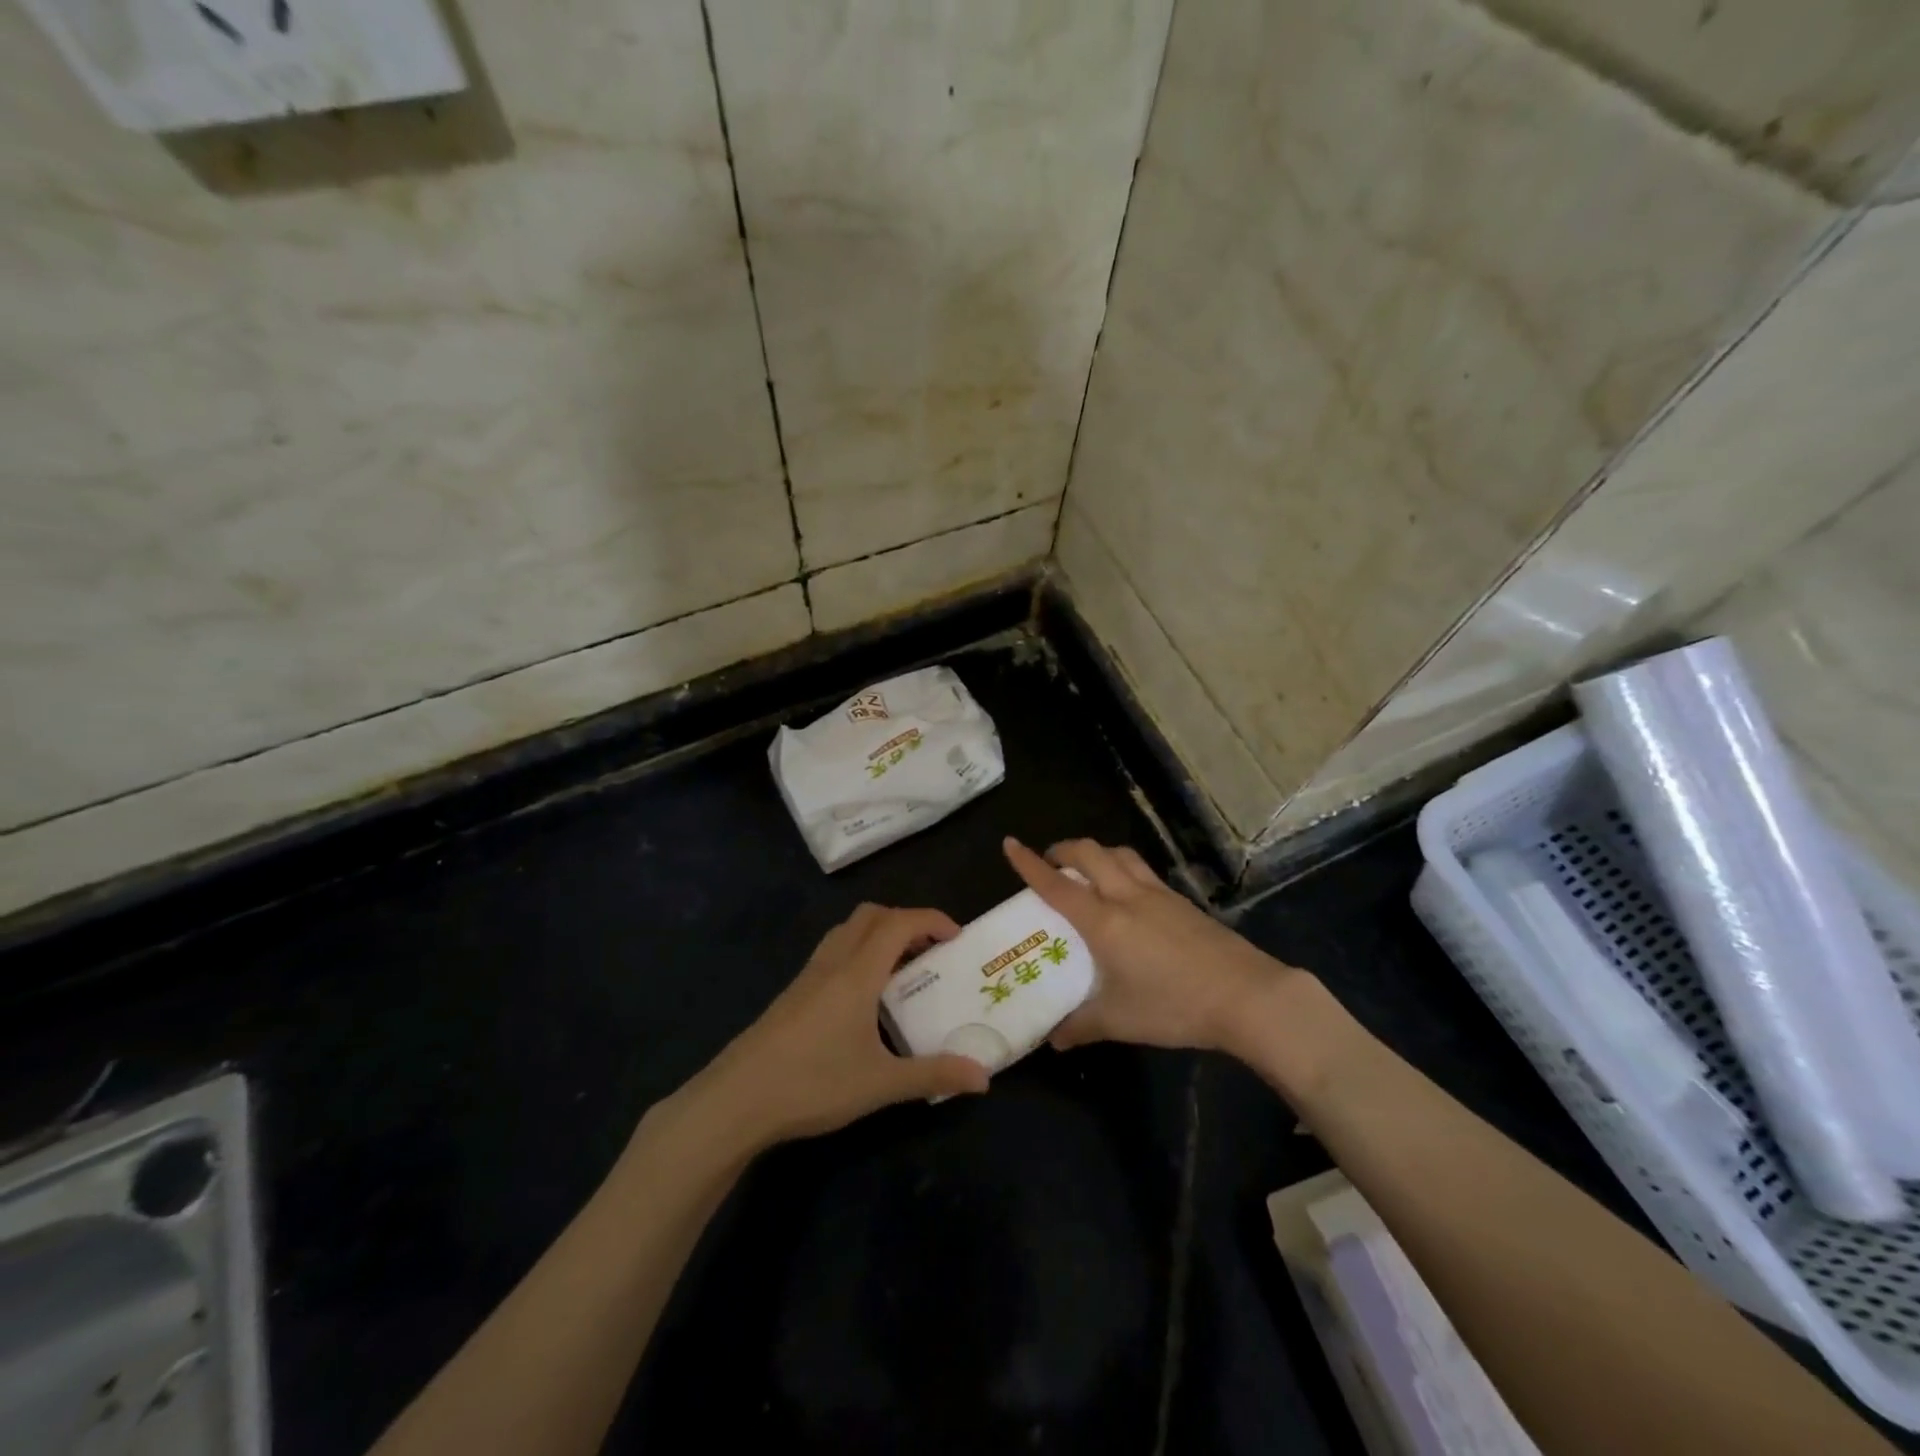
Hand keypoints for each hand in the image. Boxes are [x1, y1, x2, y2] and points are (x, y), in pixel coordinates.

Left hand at [680, 904, 990, 1150]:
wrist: (736, 1100)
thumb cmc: (813, 1084)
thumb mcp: (881, 1084)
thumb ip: (933, 1075)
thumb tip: (984, 1077)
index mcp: (857, 973)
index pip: (899, 923)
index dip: (931, 920)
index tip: (957, 936)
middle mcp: (833, 962)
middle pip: (871, 915)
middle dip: (905, 920)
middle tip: (930, 950)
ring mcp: (808, 976)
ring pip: (847, 931)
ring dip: (878, 933)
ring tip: (901, 968)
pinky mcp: (792, 994)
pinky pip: (832, 951)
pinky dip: (858, 952)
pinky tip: (863, 996)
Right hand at [1004, 836, 1308, 1055]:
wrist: (1247, 996)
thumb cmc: (1174, 1006)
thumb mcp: (1120, 1020)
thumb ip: (1082, 1026)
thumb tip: (1053, 1039)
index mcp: (1104, 922)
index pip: (1057, 886)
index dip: (1030, 864)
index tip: (1010, 844)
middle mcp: (1127, 897)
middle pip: (1090, 853)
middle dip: (1063, 850)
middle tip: (1050, 863)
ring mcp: (1159, 895)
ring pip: (1119, 854)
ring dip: (1096, 853)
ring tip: (1087, 871)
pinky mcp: (1182, 902)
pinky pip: (1142, 870)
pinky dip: (1123, 868)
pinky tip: (1128, 895)